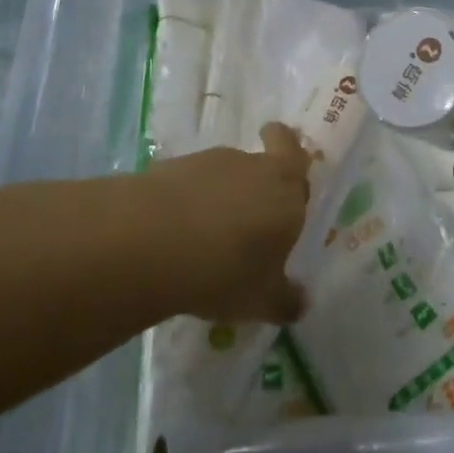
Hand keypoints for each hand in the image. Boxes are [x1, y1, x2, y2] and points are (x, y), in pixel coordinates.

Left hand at [139, 123, 312, 323]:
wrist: (153, 240)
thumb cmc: (225, 270)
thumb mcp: (261, 300)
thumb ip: (285, 300)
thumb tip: (300, 303)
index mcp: (286, 189)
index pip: (293, 152)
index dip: (286, 149)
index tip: (278, 153)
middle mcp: (254, 167)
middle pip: (260, 164)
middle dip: (256, 186)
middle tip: (249, 218)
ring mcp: (210, 162)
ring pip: (224, 174)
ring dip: (220, 196)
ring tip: (207, 237)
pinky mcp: (172, 168)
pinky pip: (189, 183)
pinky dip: (188, 201)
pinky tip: (177, 234)